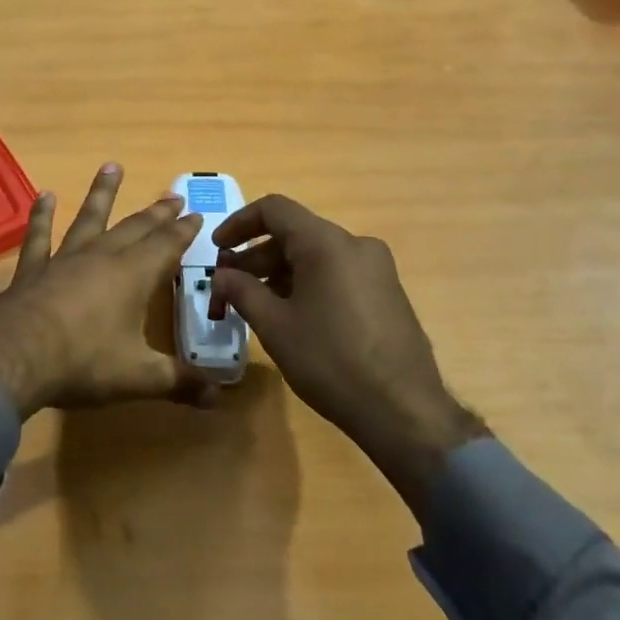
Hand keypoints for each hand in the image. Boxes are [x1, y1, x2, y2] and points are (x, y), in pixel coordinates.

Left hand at [0, 164, 204, 419]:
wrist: (15, 359)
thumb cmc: (84, 364)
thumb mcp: (140, 377)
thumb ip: (180, 382)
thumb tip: (221, 398)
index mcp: (134, 276)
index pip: (167, 245)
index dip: (184, 231)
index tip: (196, 214)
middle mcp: (102, 257)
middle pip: (135, 228)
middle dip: (156, 213)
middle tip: (173, 196)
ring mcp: (64, 259)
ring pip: (89, 219)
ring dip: (103, 194)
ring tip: (112, 167)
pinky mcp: (33, 269)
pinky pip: (39, 236)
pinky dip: (42, 216)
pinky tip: (45, 196)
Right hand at [210, 194, 486, 513]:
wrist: (402, 409)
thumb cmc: (329, 360)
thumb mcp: (275, 326)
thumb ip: (242, 291)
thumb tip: (222, 276)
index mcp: (326, 243)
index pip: (274, 209)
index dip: (238, 223)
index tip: (217, 249)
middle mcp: (355, 244)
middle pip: (295, 233)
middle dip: (256, 256)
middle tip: (228, 285)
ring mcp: (376, 269)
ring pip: (316, 256)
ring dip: (279, 273)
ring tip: (254, 305)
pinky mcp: (387, 293)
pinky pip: (337, 274)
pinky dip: (307, 284)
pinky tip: (291, 316)